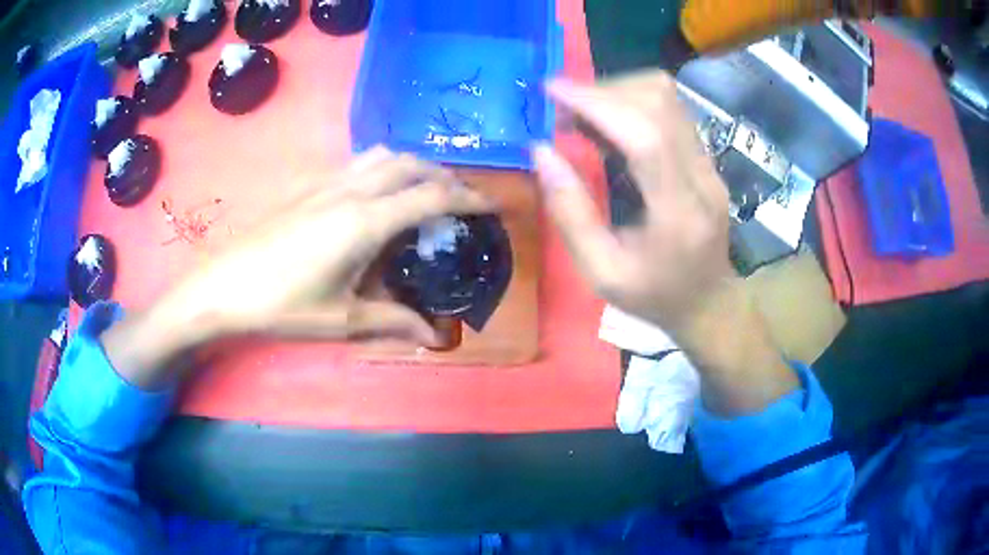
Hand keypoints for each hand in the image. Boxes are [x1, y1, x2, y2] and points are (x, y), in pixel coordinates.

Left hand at [102, 147, 494, 388]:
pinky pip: (357, 162)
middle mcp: (349, 191)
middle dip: (444, 176)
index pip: (430, 198)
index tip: (493, 205)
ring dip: (412, 166)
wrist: (221, 287)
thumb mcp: (340, 320)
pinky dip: (382, 167)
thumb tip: (435, 336)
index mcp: (364, 221)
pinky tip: (376, 194)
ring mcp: (325, 183)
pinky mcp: (306, 186)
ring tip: (423, 190)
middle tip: (461, 199)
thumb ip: (392, 321)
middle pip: (410, 165)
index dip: (468, 199)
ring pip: (382, 155)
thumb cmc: (280, 306)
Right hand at [533, 72, 797, 414]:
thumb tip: (541, 152)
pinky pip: (671, 109)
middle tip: (563, 107)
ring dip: (618, 92)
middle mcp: (701, 178)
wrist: (710, 301)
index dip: (599, 103)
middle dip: (603, 92)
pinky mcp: (706, 157)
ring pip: (668, 97)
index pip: (646, 136)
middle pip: (659, 103)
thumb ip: (570, 214)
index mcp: (678, 213)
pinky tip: (610, 120)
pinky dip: (633, 101)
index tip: (552, 89)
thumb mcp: (602, 274)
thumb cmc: (655, 297)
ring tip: (583, 112)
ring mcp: (709, 163)